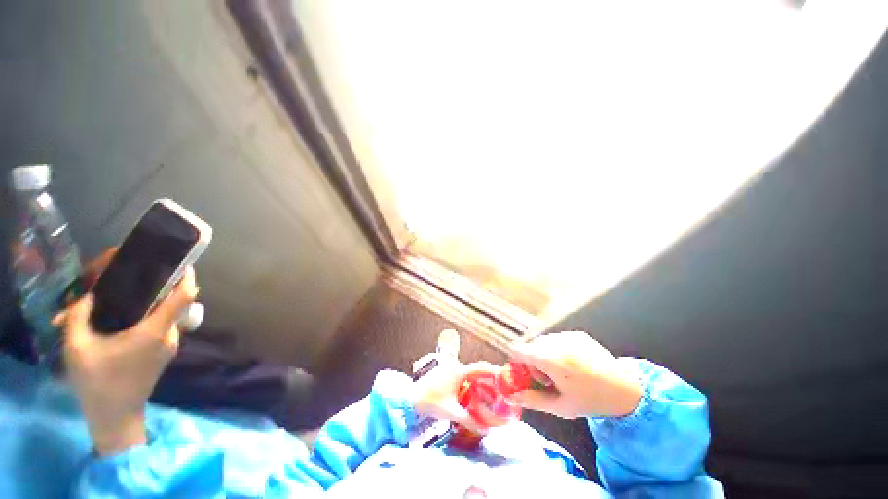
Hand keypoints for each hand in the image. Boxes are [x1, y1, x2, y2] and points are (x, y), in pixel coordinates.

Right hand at [54, 267, 197, 454]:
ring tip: (116, 296)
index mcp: (156, 330)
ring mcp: (168, 344)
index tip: (180, 263)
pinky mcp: (162, 352)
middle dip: (155, 287)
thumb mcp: (78, 347)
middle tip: (131, 276)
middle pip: (171, 302)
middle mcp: (169, 334)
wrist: (116, 418)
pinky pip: (157, 327)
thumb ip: (79, 316)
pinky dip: (142, 318)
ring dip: (143, 304)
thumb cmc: (97, 383)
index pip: (184, 297)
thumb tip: (88, 296)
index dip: (186, 278)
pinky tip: (117, 318)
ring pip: (162, 315)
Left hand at [411, 359, 501, 433]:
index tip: (504, 375)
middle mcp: (455, 366)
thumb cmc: (431, 402)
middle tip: (500, 385)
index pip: (481, 367)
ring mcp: (449, 367)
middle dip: (489, 375)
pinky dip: (471, 379)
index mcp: (459, 371)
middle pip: (476, 368)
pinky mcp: (445, 372)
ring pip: (469, 370)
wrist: (411, 398)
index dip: (494, 371)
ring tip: (490, 388)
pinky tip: (474, 390)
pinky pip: (463, 373)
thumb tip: (487, 429)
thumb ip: (469, 420)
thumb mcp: (452, 412)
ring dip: (480, 377)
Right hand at [507, 331, 641, 418]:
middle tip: (549, 379)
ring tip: (563, 372)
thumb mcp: (561, 407)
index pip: (518, 349)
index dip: (517, 361)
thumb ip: (532, 400)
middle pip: (531, 346)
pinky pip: (557, 339)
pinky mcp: (577, 334)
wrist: (627, 389)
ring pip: (544, 342)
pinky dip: (558, 350)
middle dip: (534, 362)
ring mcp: (567, 335)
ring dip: (546, 355)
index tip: (525, 374)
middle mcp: (556, 342)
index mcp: (550, 359)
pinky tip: (574, 364)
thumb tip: (510, 397)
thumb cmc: (591, 401)